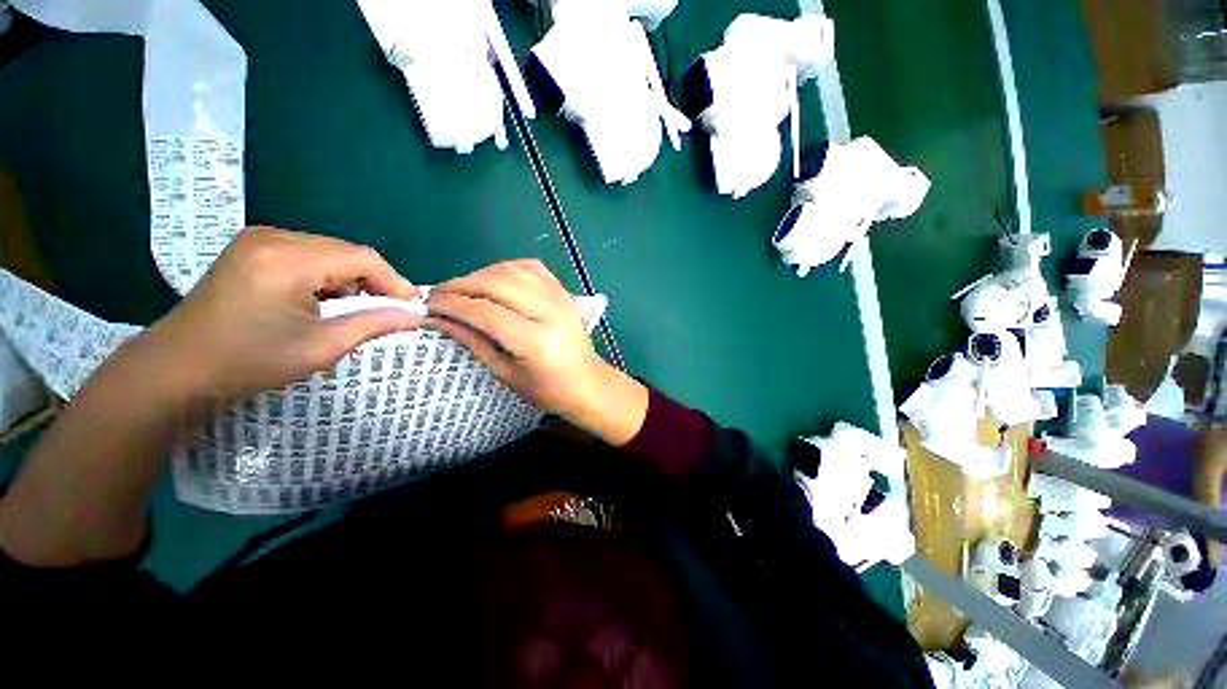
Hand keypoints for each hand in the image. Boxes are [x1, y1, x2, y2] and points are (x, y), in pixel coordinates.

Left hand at [145, 228, 420, 399]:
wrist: (178, 367)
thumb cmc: (249, 361)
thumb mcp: (320, 347)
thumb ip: (373, 325)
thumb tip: (414, 316)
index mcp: (287, 260)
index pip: (362, 258)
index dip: (394, 281)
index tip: (411, 307)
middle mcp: (273, 237)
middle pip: (347, 252)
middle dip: (373, 282)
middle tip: (386, 312)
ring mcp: (259, 238)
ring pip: (330, 251)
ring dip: (351, 280)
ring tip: (352, 310)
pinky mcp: (253, 247)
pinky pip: (309, 254)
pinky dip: (328, 276)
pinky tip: (323, 300)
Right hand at [426, 260, 647, 444]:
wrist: (588, 382)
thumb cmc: (548, 390)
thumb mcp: (506, 374)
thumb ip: (473, 342)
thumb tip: (439, 319)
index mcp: (536, 341)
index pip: (485, 311)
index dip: (452, 305)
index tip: (428, 305)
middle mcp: (550, 311)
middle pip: (496, 284)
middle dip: (460, 285)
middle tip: (438, 295)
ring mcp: (560, 297)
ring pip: (511, 270)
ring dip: (480, 275)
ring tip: (462, 289)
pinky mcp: (563, 291)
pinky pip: (530, 267)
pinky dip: (505, 268)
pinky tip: (493, 280)